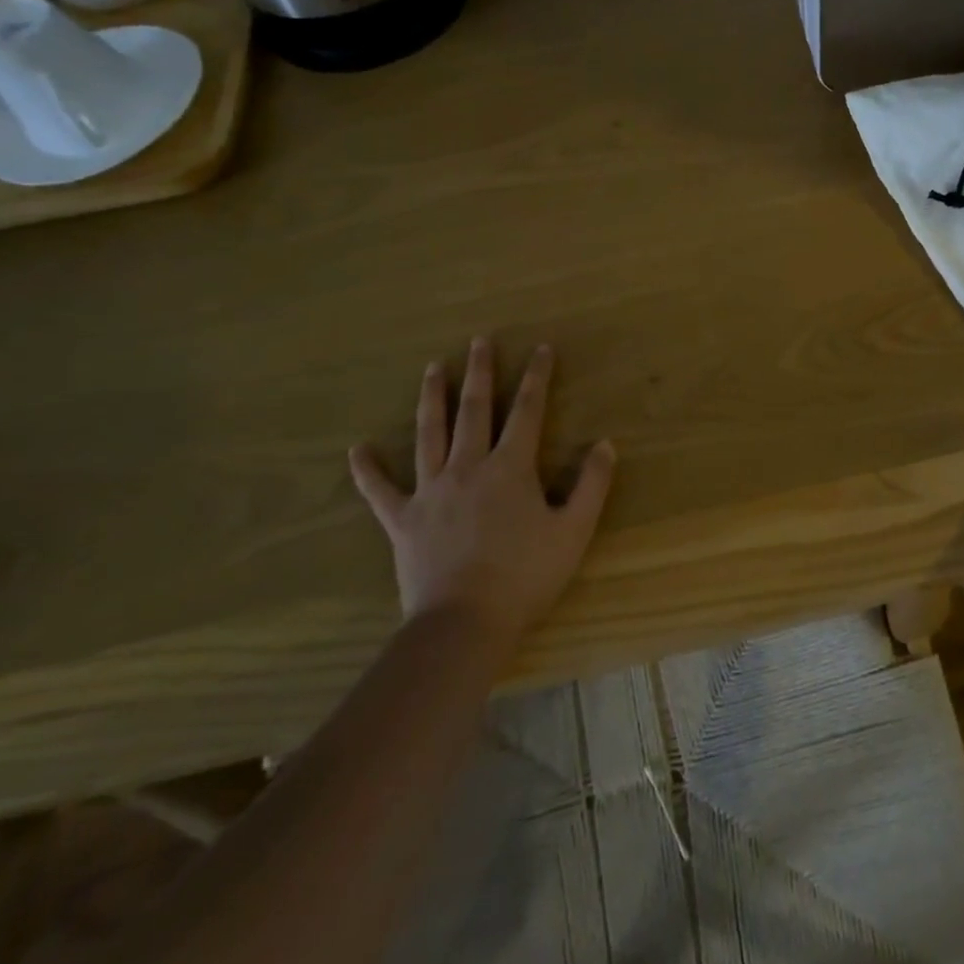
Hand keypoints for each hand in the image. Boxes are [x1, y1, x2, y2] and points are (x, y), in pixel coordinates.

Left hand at [348, 338, 615, 646]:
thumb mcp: (573, 530)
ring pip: (429, 434)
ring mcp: (431, 491)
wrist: (464, 623)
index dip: (536, 377)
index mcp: (510, 467)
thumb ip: (591, 484)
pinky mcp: (403, 519)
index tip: (541, 348)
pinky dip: (368, 470)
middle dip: (479, 372)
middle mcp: (468, 467)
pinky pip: (381, 491)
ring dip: (432, 398)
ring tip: (432, 368)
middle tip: (479, 341)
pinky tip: (357, 450)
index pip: (527, 410)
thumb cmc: (525, 575)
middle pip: (474, 410)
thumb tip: (606, 444)